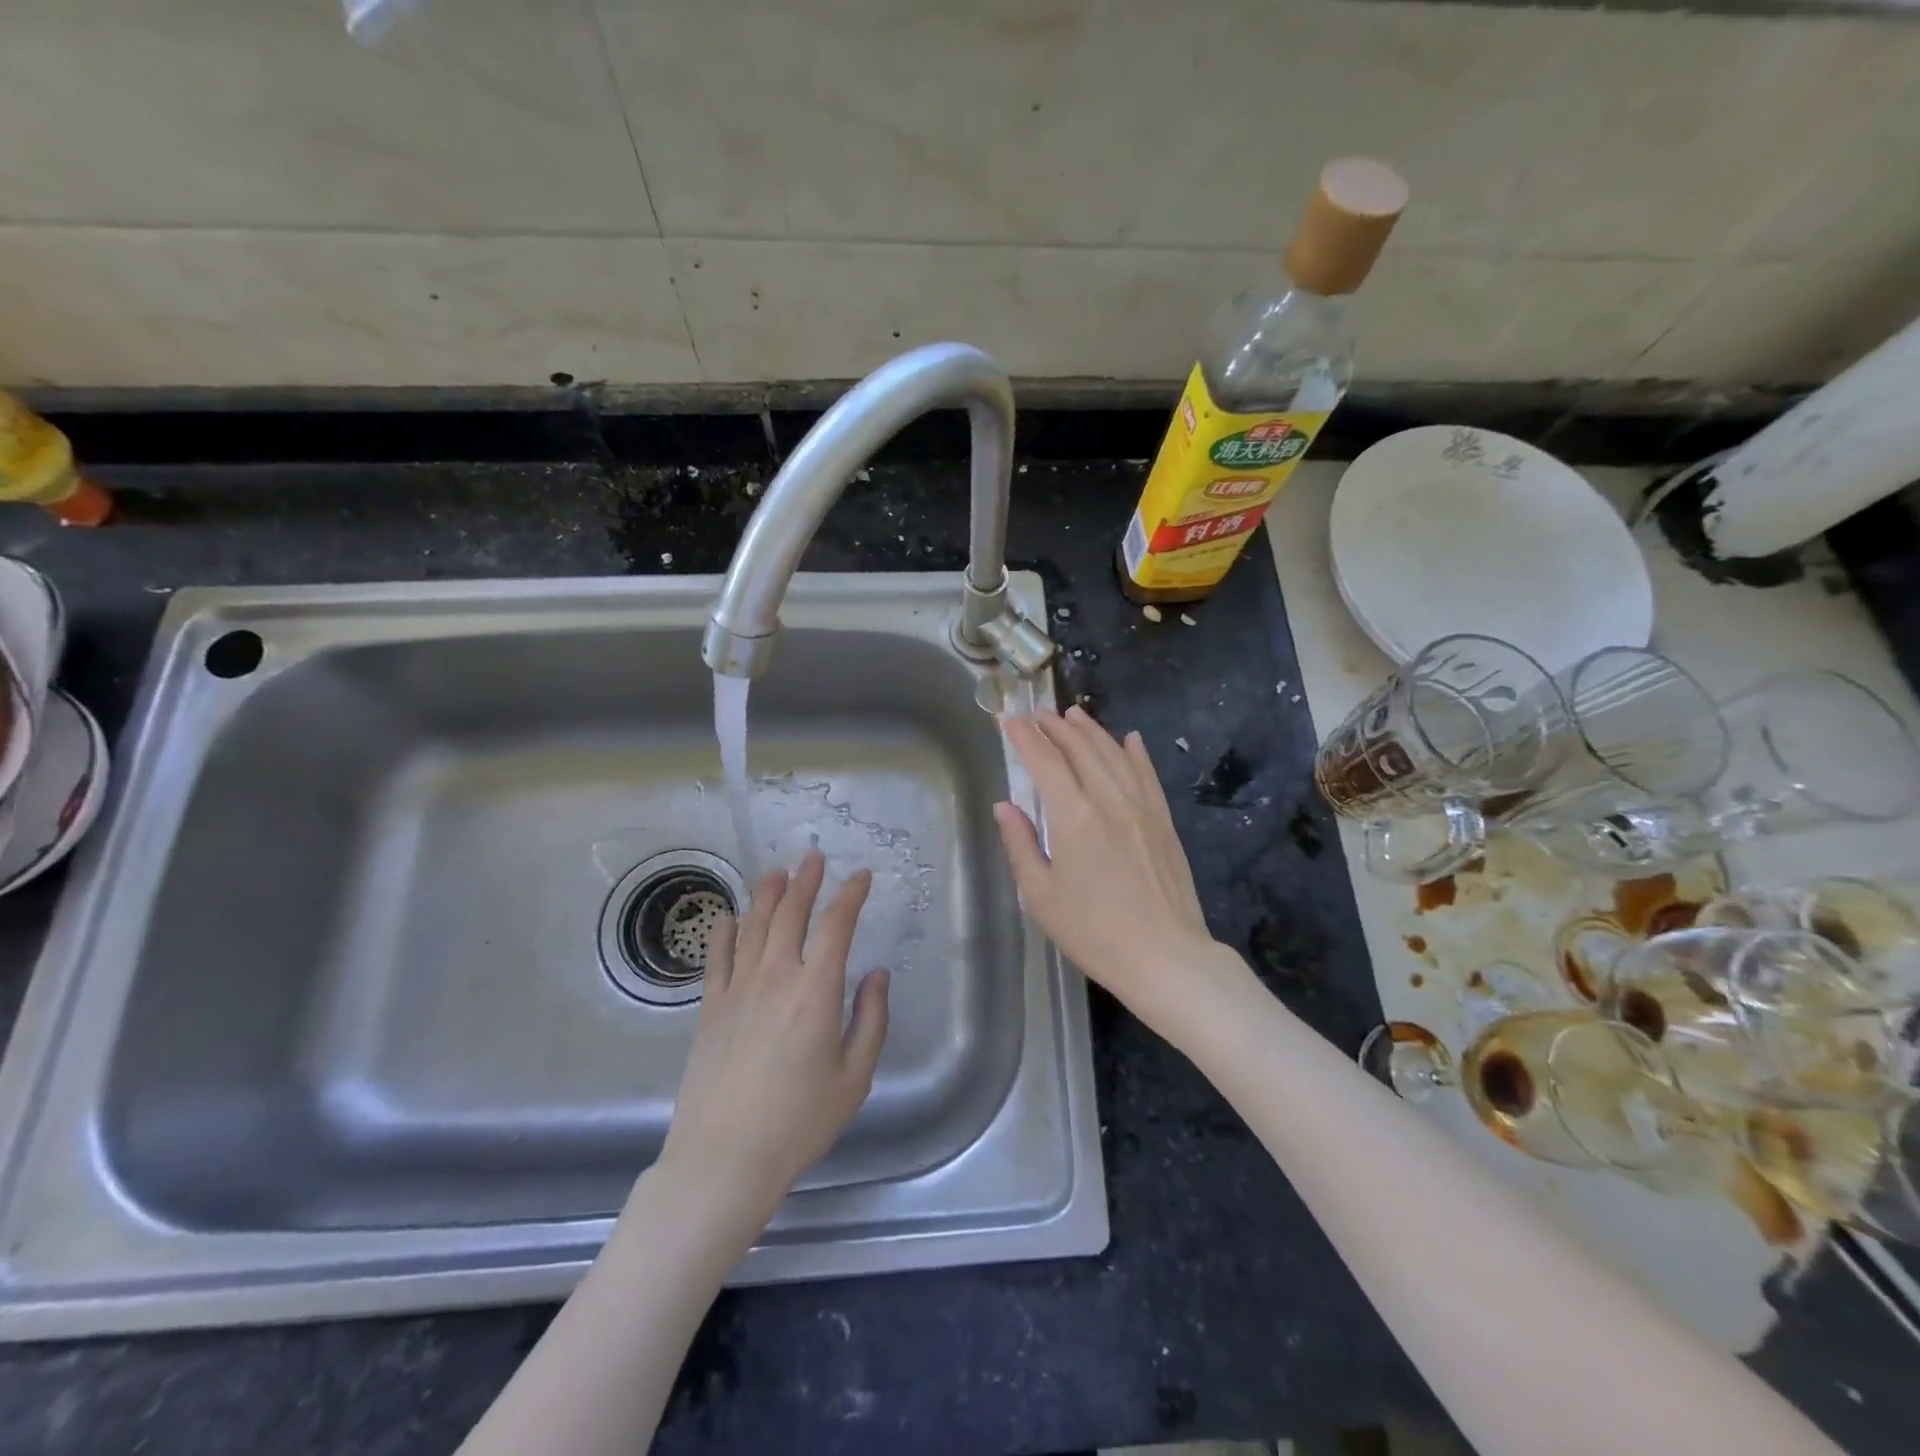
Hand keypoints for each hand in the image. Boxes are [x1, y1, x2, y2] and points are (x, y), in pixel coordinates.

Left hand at [655, 849, 889, 1223]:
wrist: (723, 1160)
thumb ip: (871, 1020)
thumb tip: (877, 975)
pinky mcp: (710, 1008)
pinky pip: (717, 957)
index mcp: (816, 991)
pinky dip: (724, 931)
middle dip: (805, 881)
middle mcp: (776, 977)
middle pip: (790, 913)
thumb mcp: (854, 1077)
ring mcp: (737, 989)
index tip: (862, 876)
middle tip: (813, 857)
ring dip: (767, 894)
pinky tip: (729, 915)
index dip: (850, 895)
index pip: (836, 925)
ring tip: (776, 872)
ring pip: (753, 926)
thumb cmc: (798, 1123)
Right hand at [993, 707, 1249, 1037]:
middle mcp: (1109, 800)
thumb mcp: (1041, 896)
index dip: (1025, 738)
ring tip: (1074, 714)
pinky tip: (1131, 739)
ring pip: (1115, 754)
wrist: (1165, 957)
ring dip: (1092, 731)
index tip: (1009, 721)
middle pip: (1081, 749)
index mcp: (1074, 817)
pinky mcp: (1164, 822)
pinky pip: (1148, 775)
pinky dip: (1136, 753)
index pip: (1045, 762)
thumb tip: (1004, 807)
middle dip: (1056, 727)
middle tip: (1038, 714)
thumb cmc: (1094, 932)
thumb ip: (1021, 845)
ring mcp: (1142, 808)